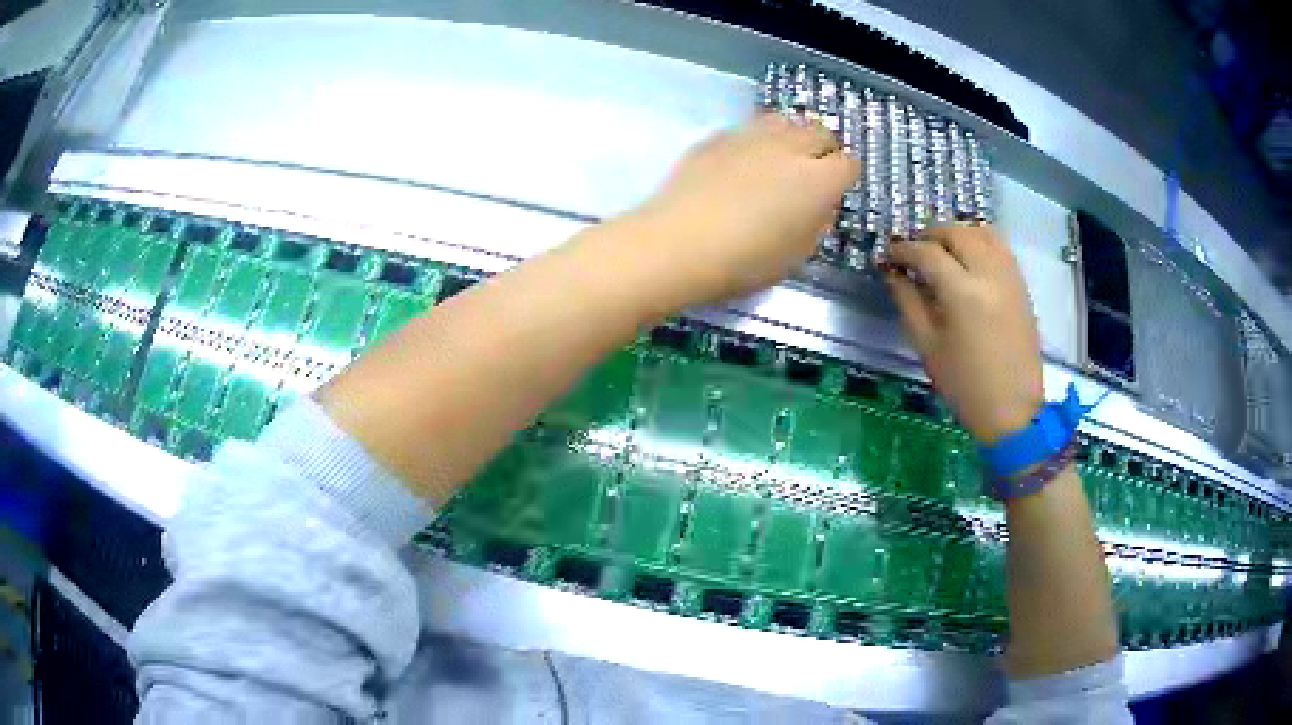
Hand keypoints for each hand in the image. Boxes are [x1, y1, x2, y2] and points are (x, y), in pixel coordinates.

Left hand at [631, 113, 859, 306]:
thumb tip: (820, 204)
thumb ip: (817, 222)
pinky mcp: (717, 137)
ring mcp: (751, 136)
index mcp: (818, 180)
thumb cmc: (744, 261)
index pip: (849, 164)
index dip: (845, 178)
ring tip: (779, 160)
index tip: (834, 192)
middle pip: (820, 130)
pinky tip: (740, 165)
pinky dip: (754, 141)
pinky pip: (748, 129)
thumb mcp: (796, 254)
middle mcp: (789, 147)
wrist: (677, 244)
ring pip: (784, 121)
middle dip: (823, 149)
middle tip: (810, 173)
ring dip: (790, 136)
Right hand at [883, 225, 1043, 442]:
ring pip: (981, 231)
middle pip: (956, 232)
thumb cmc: (965, 385)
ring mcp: (1010, 276)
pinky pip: (999, 246)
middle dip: (930, 235)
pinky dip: (979, 241)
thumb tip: (892, 271)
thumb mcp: (927, 346)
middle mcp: (989, 274)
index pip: (927, 252)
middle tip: (913, 252)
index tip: (888, 255)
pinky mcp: (1021, 284)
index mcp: (962, 293)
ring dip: (956, 234)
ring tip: (941, 251)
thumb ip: (907, 301)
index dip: (903, 249)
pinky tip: (968, 259)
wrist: (1013, 410)